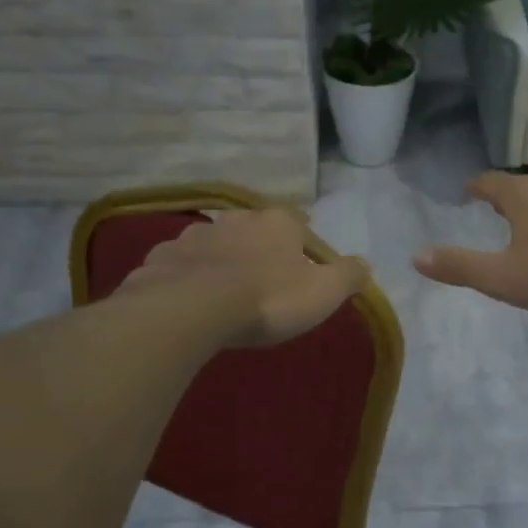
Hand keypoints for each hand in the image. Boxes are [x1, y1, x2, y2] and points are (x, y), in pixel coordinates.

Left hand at [120, 207, 369, 346]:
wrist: (191, 309)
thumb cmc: (268, 298)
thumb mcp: (323, 293)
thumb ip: (348, 275)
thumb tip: (365, 264)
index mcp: (278, 223)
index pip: (298, 222)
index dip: (303, 240)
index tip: (304, 259)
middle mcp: (236, 218)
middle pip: (254, 229)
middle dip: (260, 247)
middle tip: (265, 276)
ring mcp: (195, 235)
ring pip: (215, 243)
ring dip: (222, 259)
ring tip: (225, 289)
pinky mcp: (162, 257)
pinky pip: (181, 263)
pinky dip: (187, 275)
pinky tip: (189, 297)